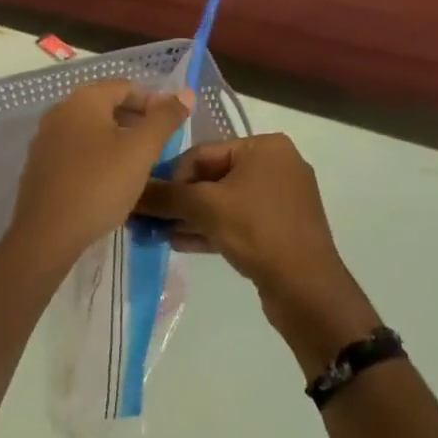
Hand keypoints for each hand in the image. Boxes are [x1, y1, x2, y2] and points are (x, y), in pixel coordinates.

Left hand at [6, 80, 193, 269]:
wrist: (46, 234)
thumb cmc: (99, 185)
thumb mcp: (141, 151)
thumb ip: (165, 119)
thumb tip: (186, 92)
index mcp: (83, 99)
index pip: (125, 87)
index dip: (153, 102)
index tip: (172, 126)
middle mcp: (60, 111)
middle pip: (106, 105)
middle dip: (135, 121)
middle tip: (159, 146)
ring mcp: (46, 138)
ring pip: (90, 129)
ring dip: (117, 139)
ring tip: (139, 164)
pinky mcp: (40, 165)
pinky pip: (75, 150)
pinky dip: (97, 156)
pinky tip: (110, 180)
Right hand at [138, 134, 377, 366]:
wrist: (307, 290)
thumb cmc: (257, 231)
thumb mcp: (205, 208)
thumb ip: (165, 196)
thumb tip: (130, 190)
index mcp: (264, 147)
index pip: (203, 152)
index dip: (171, 175)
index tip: (148, 198)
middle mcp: (276, 165)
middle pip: (213, 176)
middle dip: (180, 199)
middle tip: (148, 217)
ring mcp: (280, 199)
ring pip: (224, 201)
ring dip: (191, 216)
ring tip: (157, 232)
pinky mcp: (280, 228)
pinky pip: (238, 220)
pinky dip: (211, 229)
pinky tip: (179, 242)